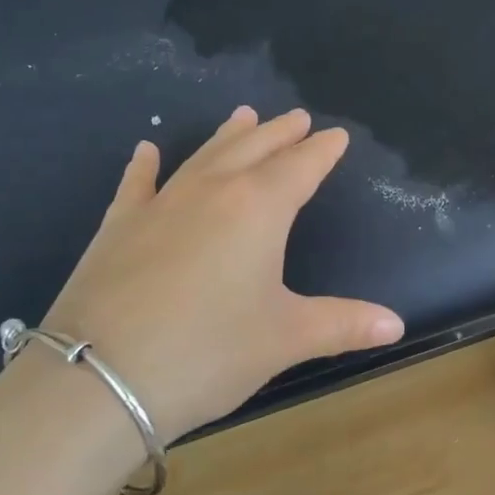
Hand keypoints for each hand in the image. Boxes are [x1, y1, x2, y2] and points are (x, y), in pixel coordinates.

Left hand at [41, 107, 404, 445]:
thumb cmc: (209, 352)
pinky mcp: (118, 227)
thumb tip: (397, 324)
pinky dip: (144, 165)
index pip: (301, 167)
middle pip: (254, 149)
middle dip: (280, 133)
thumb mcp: (285, 339)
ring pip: (203, 156)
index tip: (337, 136)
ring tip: (244, 115)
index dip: (322, 151)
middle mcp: (212, 191)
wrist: (98, 379)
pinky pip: (137, 184)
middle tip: (298, 117)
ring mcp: (160, 205)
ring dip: (227, 135)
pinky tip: (146, 149)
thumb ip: (344, 324)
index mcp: (258, 208)